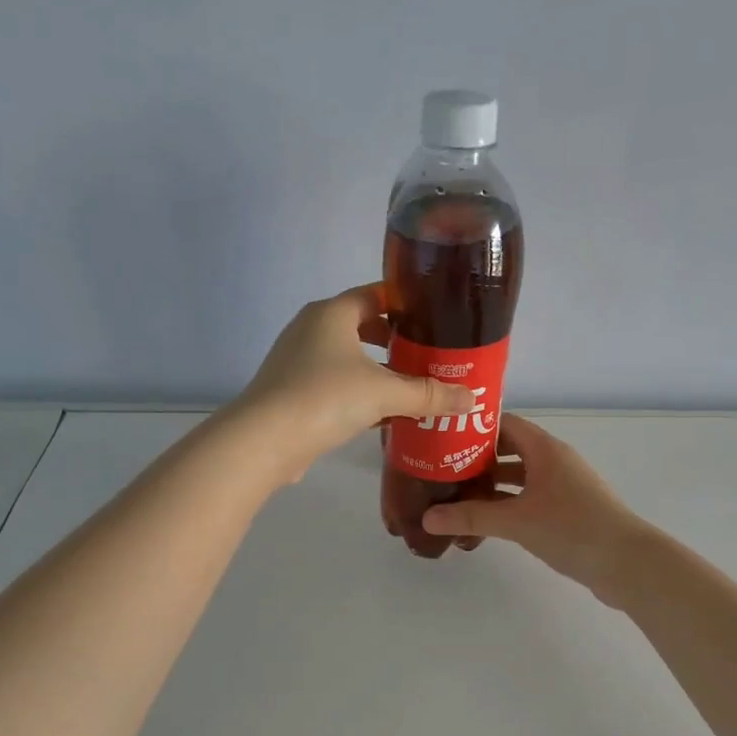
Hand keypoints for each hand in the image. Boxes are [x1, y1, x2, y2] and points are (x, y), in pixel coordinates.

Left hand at [232, 284, 476, 479]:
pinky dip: (359, 395)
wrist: (264, 441)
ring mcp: (298, 362)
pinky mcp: (293, 393)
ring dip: (378, 372)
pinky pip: (335, 386)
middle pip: (362, 327)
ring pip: (349, 360)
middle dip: (396, 342)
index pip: (375, 294)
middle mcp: (311, 329)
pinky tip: (384, 416)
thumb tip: (472, 398)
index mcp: (331, 314)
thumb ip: (428, 394)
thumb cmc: (324, 398)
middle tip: (430, 357)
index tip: (436, 317)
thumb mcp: (383, 393)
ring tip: (413, 388)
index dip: (406, 303)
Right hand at [421, 416, 653, 600]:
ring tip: (456, 495)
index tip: (441, 438)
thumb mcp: (516, 521)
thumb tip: (428, 517)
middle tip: (441, 470)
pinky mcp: (568, 511)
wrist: (627, 564)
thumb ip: (471, 518)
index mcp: (545, 449)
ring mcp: (564, 486)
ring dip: (491, 484)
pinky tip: (486, 521)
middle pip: (509, 450)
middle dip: (476, 459)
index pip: (503, 424)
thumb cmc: (572, 528)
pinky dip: (508, 504)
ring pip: (520, 477)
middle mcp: (555, 461)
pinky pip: (530, 498)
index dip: (473, 428)